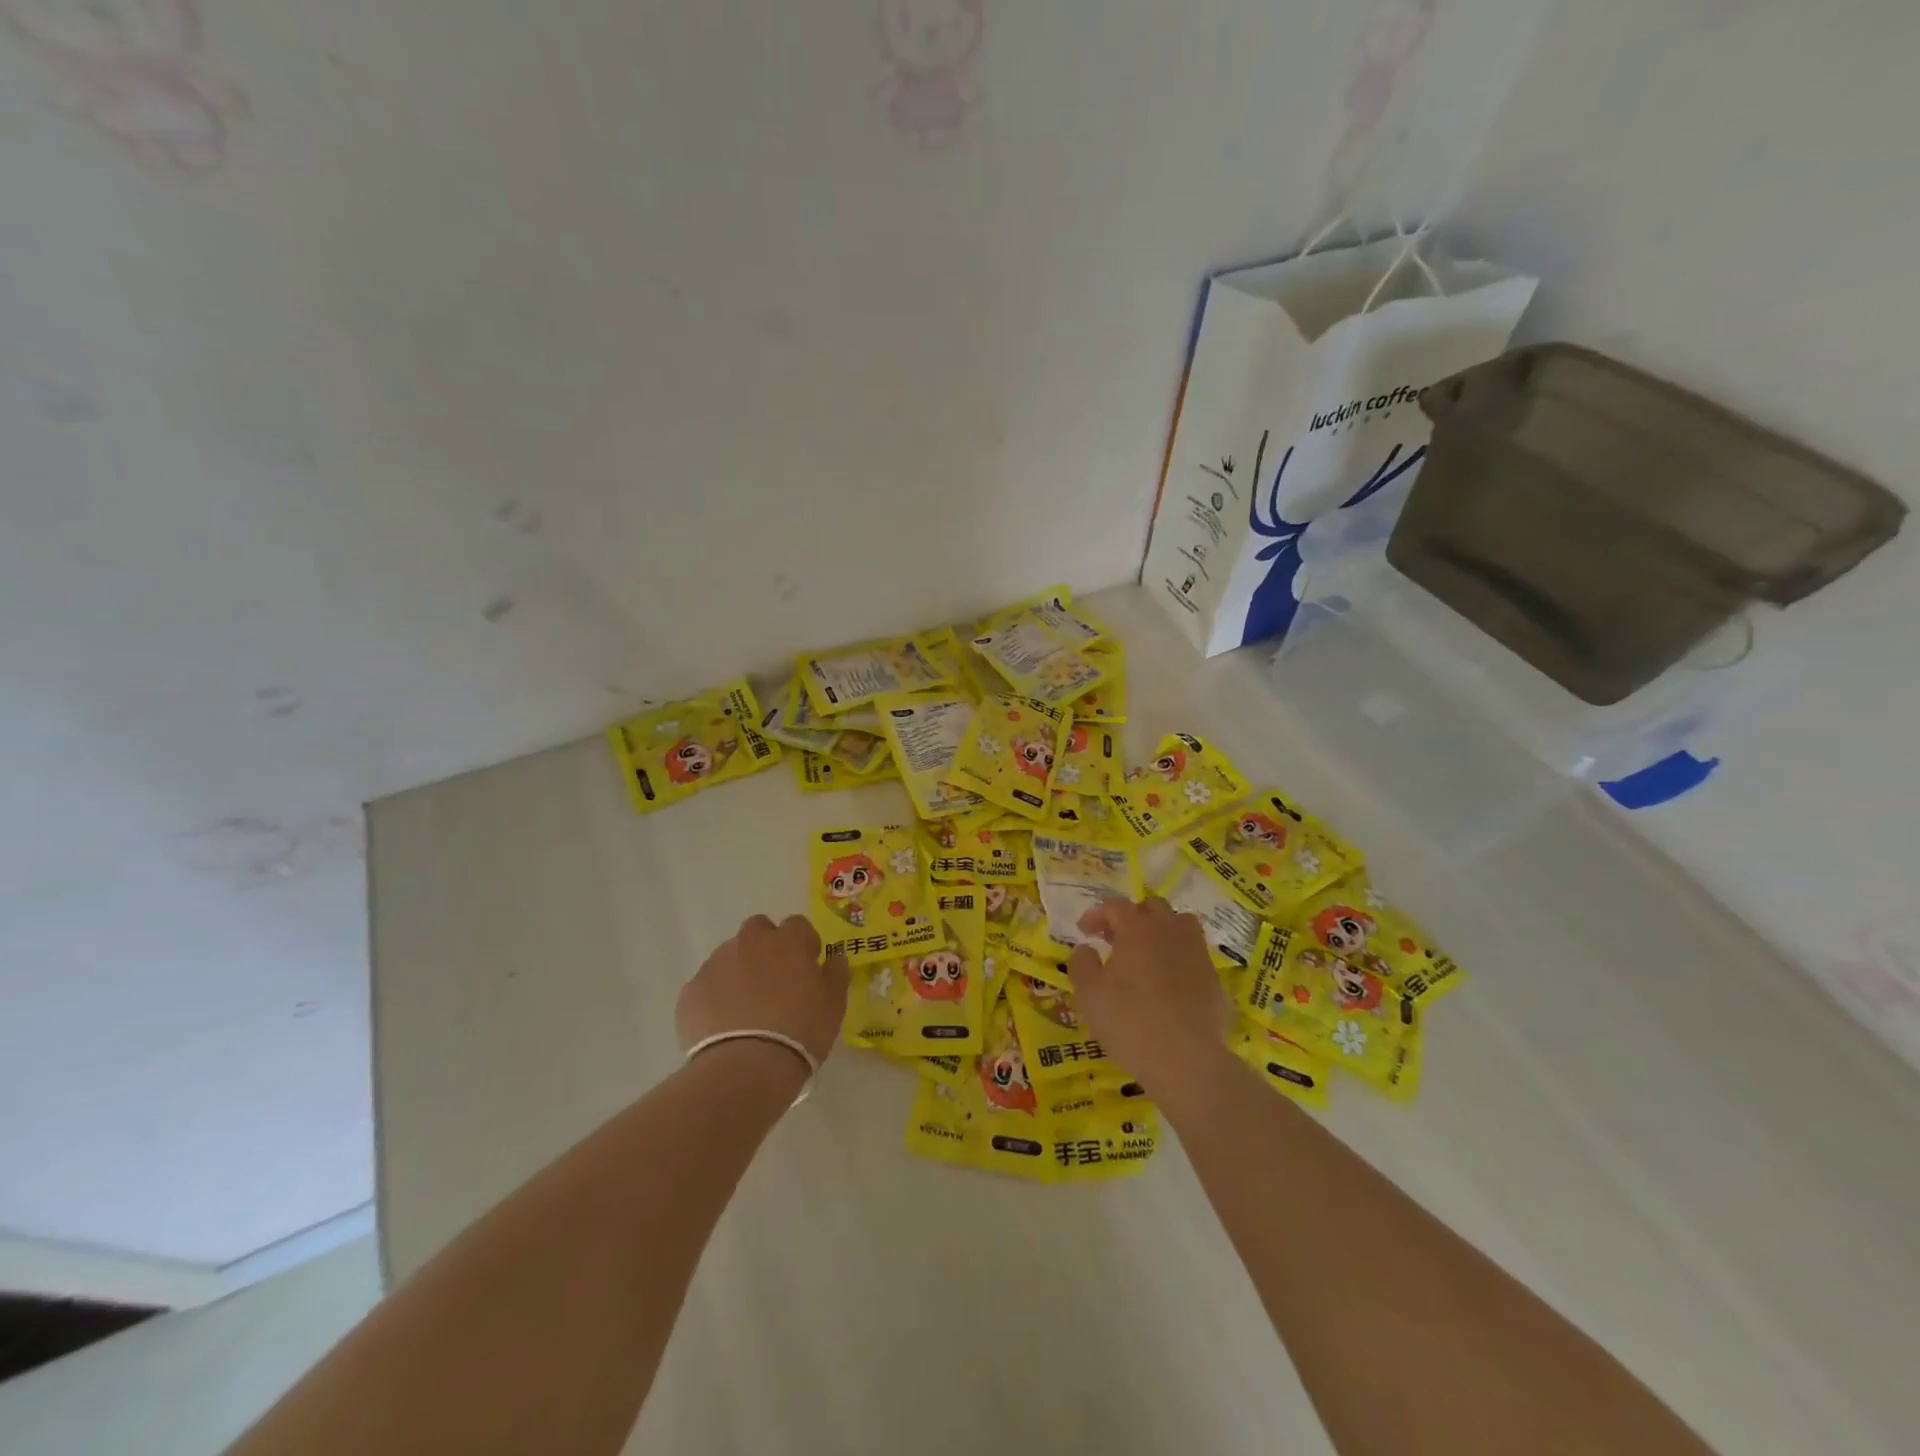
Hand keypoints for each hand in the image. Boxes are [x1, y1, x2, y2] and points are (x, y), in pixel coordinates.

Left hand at [678, 915, 848, 1068]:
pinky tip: (723, 1025)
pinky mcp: (691, 990)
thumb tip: (834, 957)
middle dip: (765, 946)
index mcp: (789, 941)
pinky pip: (707, 985)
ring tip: (745, 1008)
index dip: (803, 944)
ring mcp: (717, 964)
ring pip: (730, 955)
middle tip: (773, 981)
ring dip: (739, 970)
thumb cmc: (801, 1031)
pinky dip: (715, 997)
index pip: (797, 925)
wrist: (746, 1067)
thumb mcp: (834, 1004)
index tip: (806, 968)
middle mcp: (751, 942)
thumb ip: (835, 972)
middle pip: (758, 929)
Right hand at [1069, 897, 1233, 1094]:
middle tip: (1115, 939)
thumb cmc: (1129, 1021)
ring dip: (1161, 930)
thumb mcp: (1089, 993)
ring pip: (1180, 924)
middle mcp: (1169, 931)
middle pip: (1152, 907)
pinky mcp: (1214, 979)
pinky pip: (1194, 955)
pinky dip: (1179, 958)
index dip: (1097, 914)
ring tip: (1147, 953)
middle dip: (1131, 917)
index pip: (1115, 906)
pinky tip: (1170, 982)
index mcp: (1137, 929)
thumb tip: (1086, 949)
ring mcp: (1196, 953)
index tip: (1084, 931)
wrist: (1186, 1059)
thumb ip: (1082, 963)